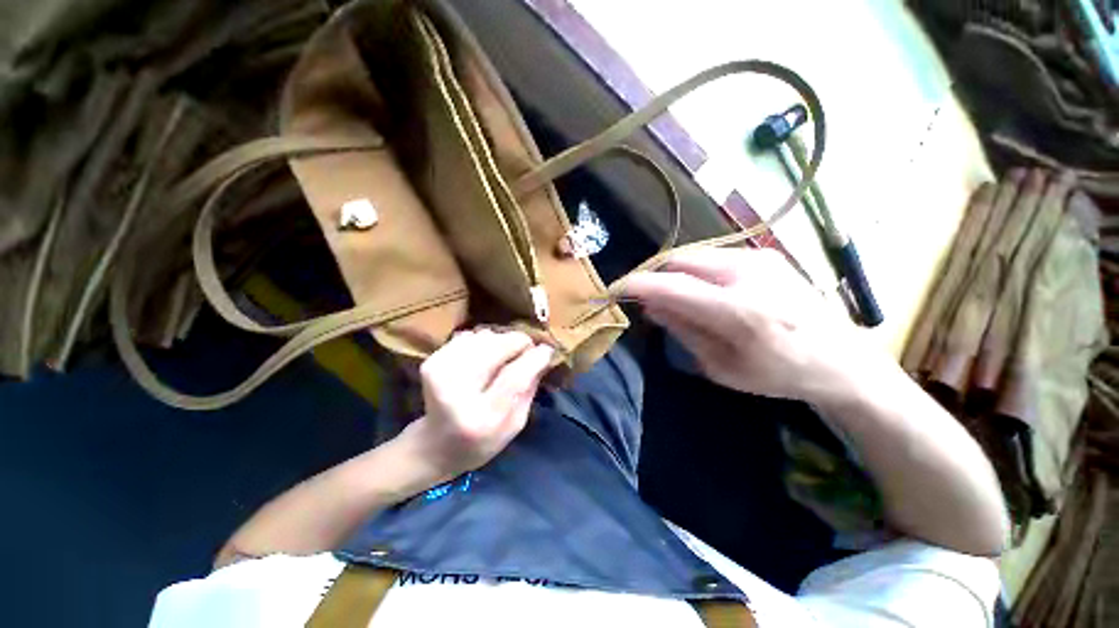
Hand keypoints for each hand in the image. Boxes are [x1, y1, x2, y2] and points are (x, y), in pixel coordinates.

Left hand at [403, 328, 553, 481]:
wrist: (436, 445)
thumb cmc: (483, 440)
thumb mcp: (516, 424)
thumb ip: (530, 389)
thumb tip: (543, 354)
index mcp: (483, 419)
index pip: (514, 378)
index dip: (534, 358)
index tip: (547, 349)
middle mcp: (457, 394)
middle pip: (496, 349)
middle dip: (518, 342)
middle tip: (527, 348)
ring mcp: (439, 374)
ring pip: (484, 337)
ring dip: (500, 341)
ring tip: (503, 356)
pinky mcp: (431, 362)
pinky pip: (469, 336)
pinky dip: (482, 341)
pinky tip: (483, 356)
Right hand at [623, 247, 887, 404]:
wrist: (842, 359)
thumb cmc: (779, 374)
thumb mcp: (722, 366)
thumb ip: (683, 330)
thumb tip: (650, 305)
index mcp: (739, 311)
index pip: (672, 286)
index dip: (637, 284)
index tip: (614, 289)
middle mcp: (748, 273)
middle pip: (679, 261)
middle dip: (656, 277)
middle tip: (648, 299)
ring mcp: (759, 258)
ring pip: (694, 256)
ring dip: (676, 275)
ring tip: (677, 298)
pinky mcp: (765, 254)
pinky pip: (713, 257)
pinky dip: (696, 272)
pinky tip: (704, 292)